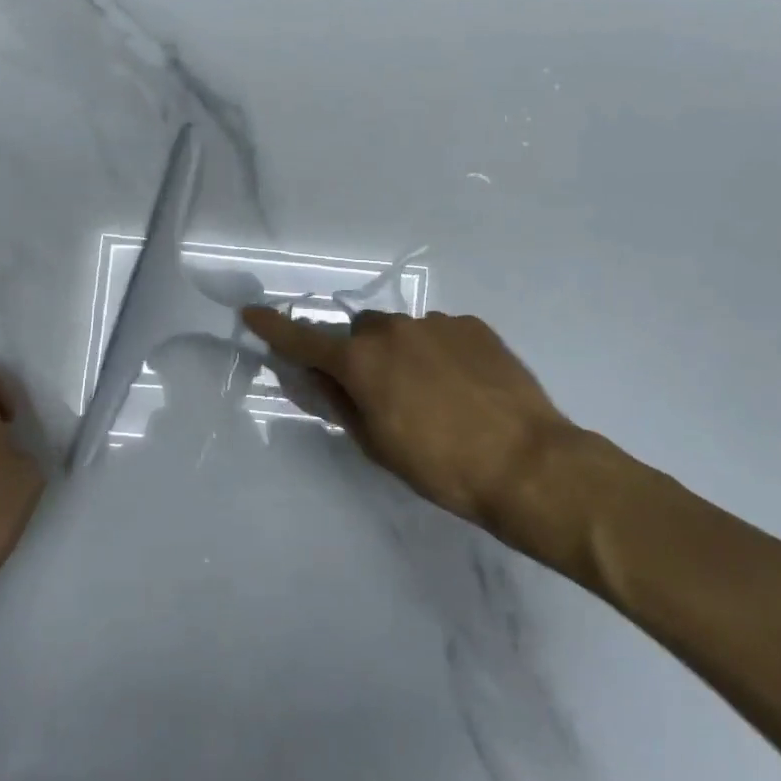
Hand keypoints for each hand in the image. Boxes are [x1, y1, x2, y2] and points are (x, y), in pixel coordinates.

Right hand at [241, 307, 603, 537]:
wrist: (529, 464)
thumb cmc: (442, 467)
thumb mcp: (377, 445)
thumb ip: (340, 404)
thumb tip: (316, 378)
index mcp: (362, 362)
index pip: (304, 340)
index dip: (274, 329)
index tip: (252, 313)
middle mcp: (394, 331)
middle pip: (359, 332)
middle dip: (359, 354)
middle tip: (380, 392)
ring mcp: (437, 323)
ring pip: (402, 332)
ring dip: (402, 354)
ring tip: (433, 395)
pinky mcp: (474, 327)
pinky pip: (440, 333)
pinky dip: (438, 353)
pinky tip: (463, 387)